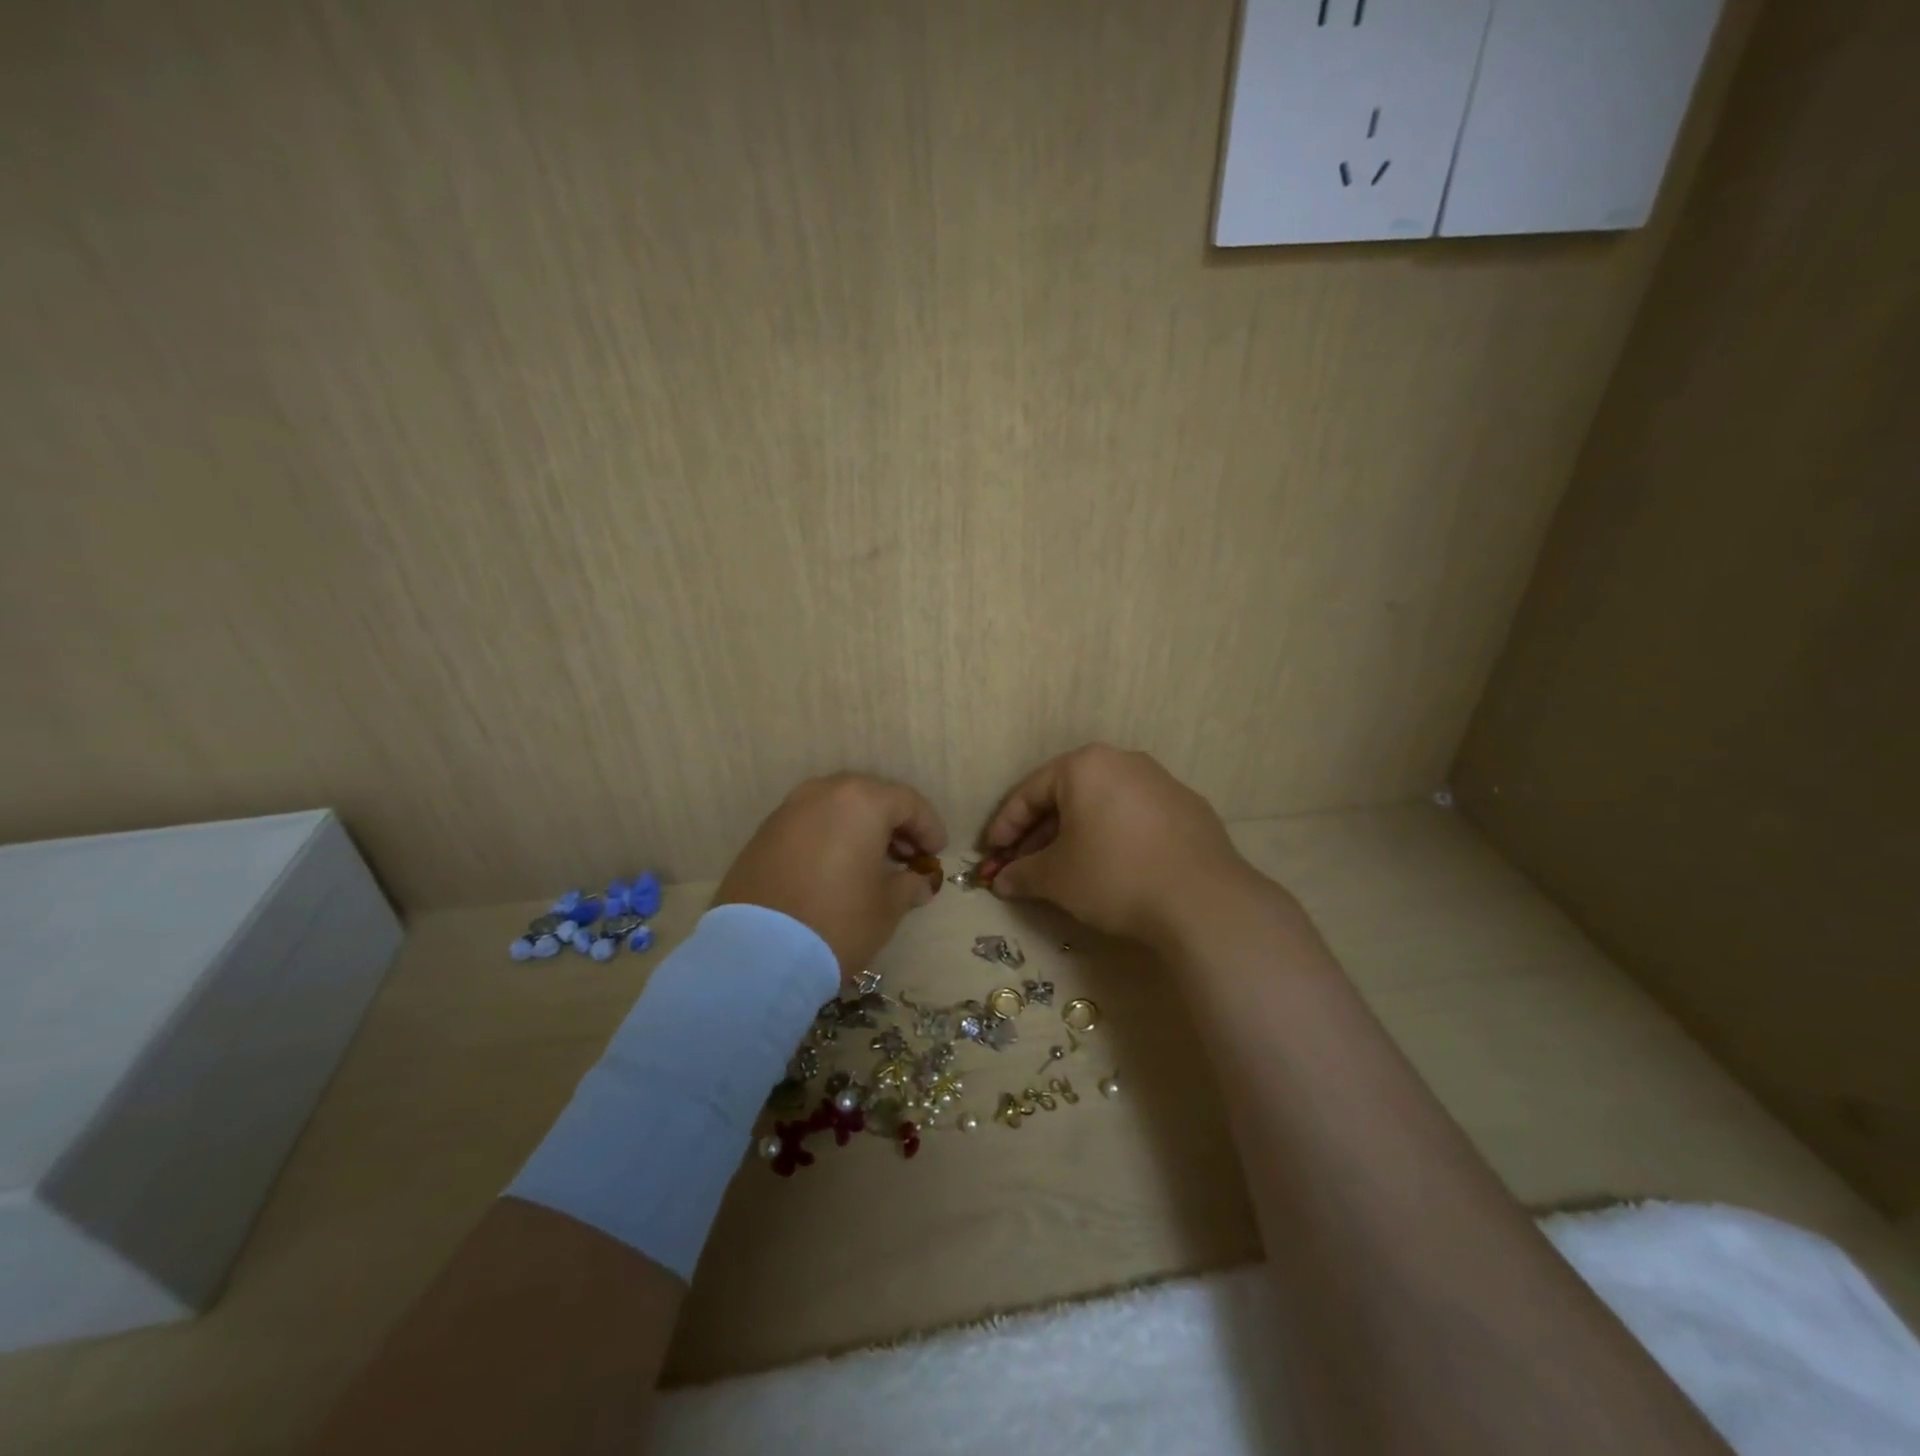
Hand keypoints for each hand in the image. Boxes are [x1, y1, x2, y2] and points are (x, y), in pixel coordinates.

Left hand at [713, 773, 947, 978]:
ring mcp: (788, 811)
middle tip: (909, 855)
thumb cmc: (838, 920)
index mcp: (861, 801)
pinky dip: (830, 837)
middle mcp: (823, 793)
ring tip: (874, 863)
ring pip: (837, 808)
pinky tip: (838, 868)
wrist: (757, 952)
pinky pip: (810, 825)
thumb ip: (909, 885)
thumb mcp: (888, 906)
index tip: (938, 852)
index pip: (908, 802)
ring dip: (860, 829)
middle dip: (894, 823)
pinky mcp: (764, 834)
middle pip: (870, 797)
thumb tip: (919, 882)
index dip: (929, 826)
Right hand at [981, 745, 1263, 947]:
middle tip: (1022, 865)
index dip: (1005, 825)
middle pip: (1067, 795)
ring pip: (1102, 804)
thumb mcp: (1057, 878)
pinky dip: (1112, 836)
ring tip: (1063, 868)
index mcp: (1085, 766)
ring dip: (1075, 834)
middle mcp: (1123, 761)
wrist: (1202, 901)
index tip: (991, 854)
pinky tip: (1111, 867)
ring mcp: (1161, 782)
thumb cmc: (1114, 875)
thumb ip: (1022, 874)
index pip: (1030, 792)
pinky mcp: (1188, 808)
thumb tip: (1002, 882)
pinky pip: (1134, 816)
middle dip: (1039, 833)